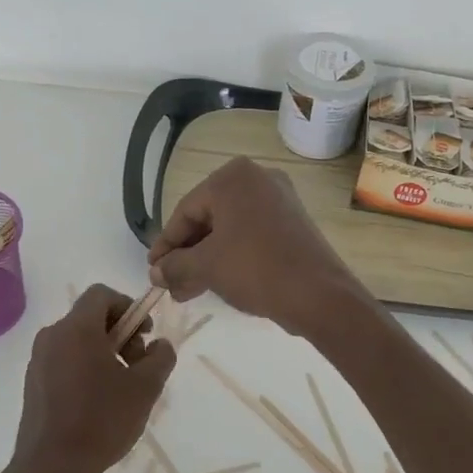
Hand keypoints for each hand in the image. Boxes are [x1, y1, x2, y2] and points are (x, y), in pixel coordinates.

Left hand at [8, 285, 176, 472]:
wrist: (50, 467)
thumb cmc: (101, 421)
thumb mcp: (145, 389)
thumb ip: (160, 357)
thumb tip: (160, 345)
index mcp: (76, 328)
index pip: (102, 294)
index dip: (128, 307)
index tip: (144, 335)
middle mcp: (52, 335)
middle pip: (90, 317)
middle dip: (120, 333)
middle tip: (137, 365)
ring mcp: (38, 359)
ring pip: (77, 340)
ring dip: (104, 352)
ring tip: (121, 387)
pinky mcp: (33, 382)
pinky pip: (64, 360)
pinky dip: (85, 367)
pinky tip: (98, 402)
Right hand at [147, 157, 365, 337]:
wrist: (319, 295)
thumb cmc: (255, 268)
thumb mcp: (206, 266)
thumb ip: (174, 265)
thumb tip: (156, 273)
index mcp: (232, 178)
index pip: (185, 212)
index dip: (165, 245)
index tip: (153, 271)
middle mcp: (257, 178)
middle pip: (207, 219)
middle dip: (186, 255)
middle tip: (169, 284)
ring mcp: (279, 199)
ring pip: (228, 229)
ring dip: (205, 260)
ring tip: (187, 291)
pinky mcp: (292, 221)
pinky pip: (250, 234)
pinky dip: (230, 255)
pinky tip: (215, 282)